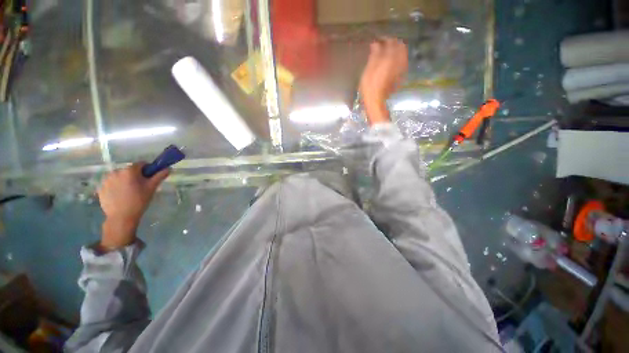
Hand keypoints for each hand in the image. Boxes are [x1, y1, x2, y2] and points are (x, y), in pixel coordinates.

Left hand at [98, 163, 169, 250]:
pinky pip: (112, 183)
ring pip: (120, 176)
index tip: (150, 178)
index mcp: (129, 170)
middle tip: (141, 187)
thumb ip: (159, 176)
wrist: (121, 217)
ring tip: (130, 192)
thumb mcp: (152, 188)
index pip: (141, 164)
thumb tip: (167, 168)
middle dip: (136, 176)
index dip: (148, 169)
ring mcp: (106, 180)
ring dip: (125, 181)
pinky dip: (117, 187)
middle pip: (129, 170)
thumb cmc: (139, 201)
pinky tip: (121, 196)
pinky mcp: (101, 188)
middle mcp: (116, 171)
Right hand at [359, 38, 408, 124]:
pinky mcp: (400, 76)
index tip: (379, 39)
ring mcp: (400, 69)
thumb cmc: (369, 86)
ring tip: (388, 52)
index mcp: (390, 58)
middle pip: (400, 47)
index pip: (391, 42)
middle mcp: (398, 61)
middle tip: (384, 45)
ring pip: (402, 54)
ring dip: (396, 51)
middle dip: (393, 43)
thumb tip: (375, 43)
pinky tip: (391, 62)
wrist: (376, 101)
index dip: (385, 39)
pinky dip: (398, 59)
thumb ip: (374, 55)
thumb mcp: (369, 69)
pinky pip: (402, 62)